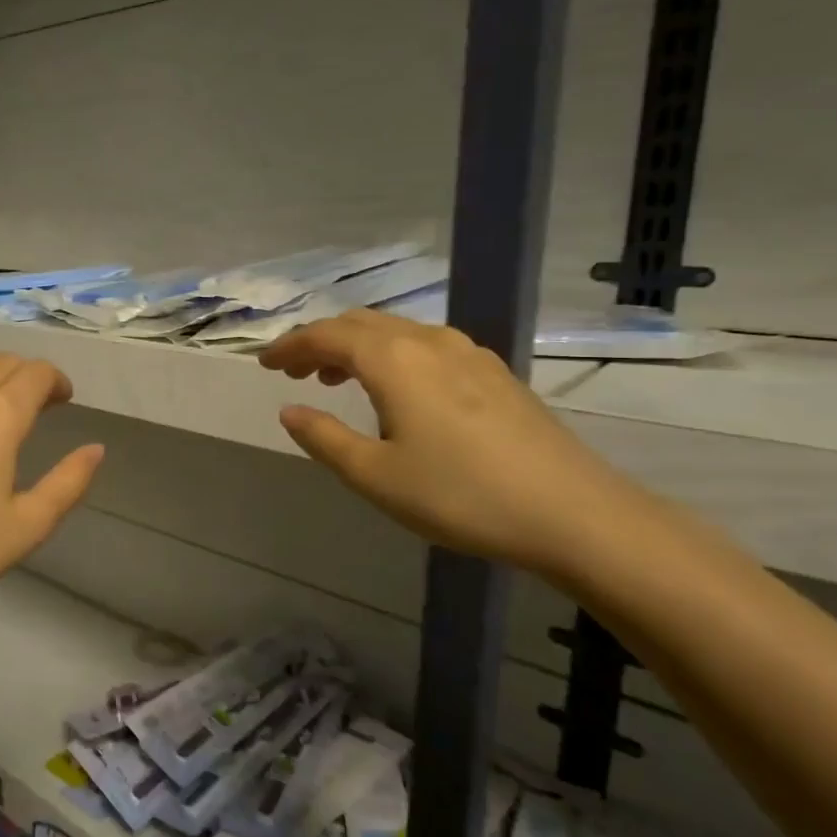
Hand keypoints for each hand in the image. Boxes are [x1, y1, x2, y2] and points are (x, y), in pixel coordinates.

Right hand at [259, 310, 641, 576]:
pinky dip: (393, 356)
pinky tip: (398, 391)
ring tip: (336, 378)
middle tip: (294, 371)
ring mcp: (468, 353)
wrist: (572, 512)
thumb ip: (324, 438)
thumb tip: (289, 411)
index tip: (264, 363)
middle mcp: (429, 341)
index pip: (326, 335)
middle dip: (320, 341)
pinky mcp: (495, 373)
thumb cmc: (459, 495)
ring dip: (357, 347)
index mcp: (393, 359)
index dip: (290, 345)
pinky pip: (426, 346)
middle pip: (360, 324)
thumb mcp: (375, 475)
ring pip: (397, 332)